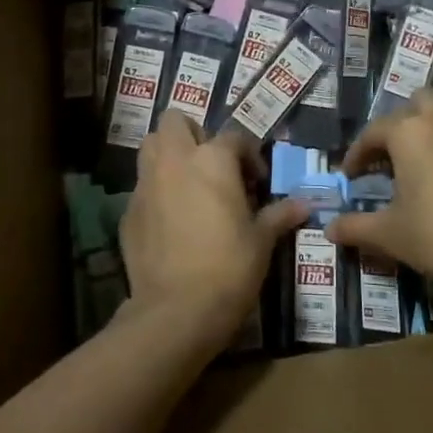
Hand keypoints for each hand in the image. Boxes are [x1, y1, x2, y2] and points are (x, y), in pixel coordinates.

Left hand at [118, 111, 306, 344]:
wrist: (176, 311)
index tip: (257, 182)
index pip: (234, 136)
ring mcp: (146, 184)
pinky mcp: (128, 211)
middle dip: (193, 135)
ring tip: (189, 183)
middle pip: (175, 121)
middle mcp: (175, 161)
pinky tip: (170, 220)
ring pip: (151, 147)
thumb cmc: (229, 267)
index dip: (249, 155)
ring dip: (168, 154)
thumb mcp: (261, 241)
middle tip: (212, 166)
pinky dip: (156, 192)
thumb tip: (304, 205)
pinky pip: (142, 187)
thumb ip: (279, 215)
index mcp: (212, 159)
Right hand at [330, 90, 432, 295]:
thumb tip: (329, 229)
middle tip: (393, 156)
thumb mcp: (389, 234)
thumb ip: (355, 227)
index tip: (351, 177)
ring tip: (428, 153)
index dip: (357, 154)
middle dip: (402, 123)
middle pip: (415, 103)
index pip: (372, 133)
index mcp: (407, 132)